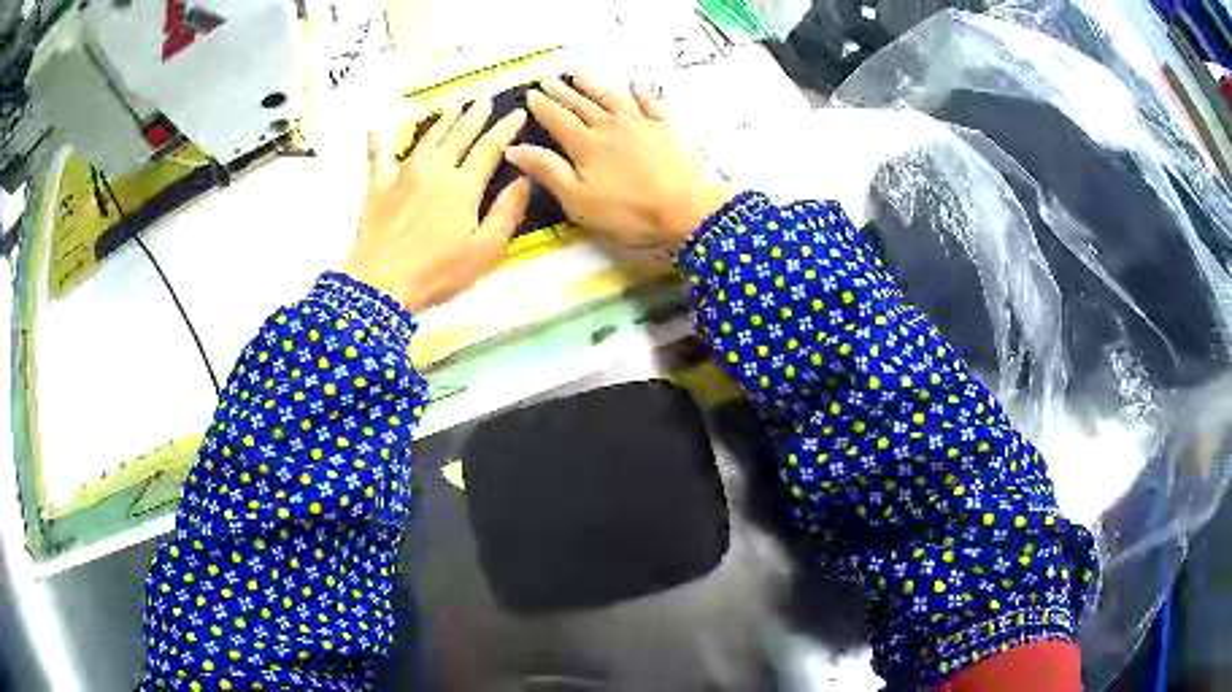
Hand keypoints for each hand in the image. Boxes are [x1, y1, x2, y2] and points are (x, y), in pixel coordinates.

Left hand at [341, 98, 530, 312]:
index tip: (517, 113)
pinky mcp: (378, 187)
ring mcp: (403, 175)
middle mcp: (435, 170)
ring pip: (427, 138)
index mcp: (463, 185)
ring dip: (443, 120)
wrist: (380, 282)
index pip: (490, 147)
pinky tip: (374, 129)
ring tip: (454, 105)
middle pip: (459, 135)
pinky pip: (378, 157)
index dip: (505, 128)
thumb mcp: (485, 249)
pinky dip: (378, 142)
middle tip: (485, 98)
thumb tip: (525, 180)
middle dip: (475, 115)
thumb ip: (507, 212)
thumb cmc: (437, 271)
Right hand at [505, 76, 733, 250]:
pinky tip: (635, 82)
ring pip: (611, 98)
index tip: (531, 94)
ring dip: (592, 85)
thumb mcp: (578, 199)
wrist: (684, 209)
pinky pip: (650, 103)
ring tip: (578, 75)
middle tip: (549, 80)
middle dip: (563, 92)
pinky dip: (640, 91)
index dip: (542, 106)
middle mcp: (610, 126)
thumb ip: (547, 170)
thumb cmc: (626, 211)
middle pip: (581, 105)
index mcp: (586, 144)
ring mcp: (639, 124)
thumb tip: (513, 147)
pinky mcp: (664, 128)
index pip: (558, 119)